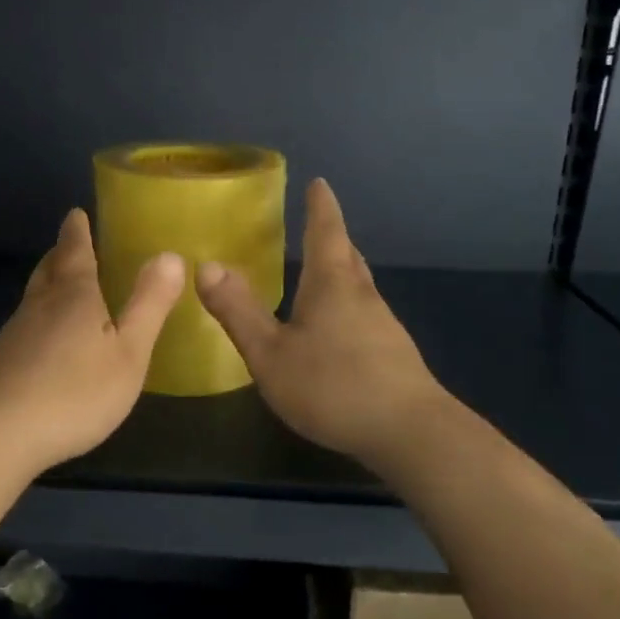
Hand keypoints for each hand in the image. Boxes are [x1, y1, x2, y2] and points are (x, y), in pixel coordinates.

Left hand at [0, 209, 184, 472]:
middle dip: (62, 253)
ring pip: (34, 295)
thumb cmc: (75, 391)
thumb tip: (169, 255)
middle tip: (72, 243)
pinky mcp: (1, 360)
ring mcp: (16, 332)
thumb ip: (149, 304)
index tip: (76, 213)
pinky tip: (46, 337)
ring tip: (63, 283)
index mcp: (73, 294)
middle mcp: (40, 303)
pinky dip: (40, 315)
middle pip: (49, 267)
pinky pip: (26, 323)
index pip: (74, 249)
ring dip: (49, 282)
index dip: (77, 230)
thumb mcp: (128, 352)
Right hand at [197, 179, 452, 472]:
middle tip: (318, 222)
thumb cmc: (333, 386)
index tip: (320, 183)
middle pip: (347, 255)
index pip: (325, 232)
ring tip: (322, 271)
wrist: (412, 435)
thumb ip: (238, 311)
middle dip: (332, 236)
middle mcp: (362, 296)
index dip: (320, 206)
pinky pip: (364, 314)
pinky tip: (337, 329)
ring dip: (341, 270)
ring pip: (359, 286)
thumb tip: (206, 266)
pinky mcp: (394, 355)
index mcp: (332, 284)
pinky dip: (348, 305)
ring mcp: (383, 326)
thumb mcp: (271, 353)